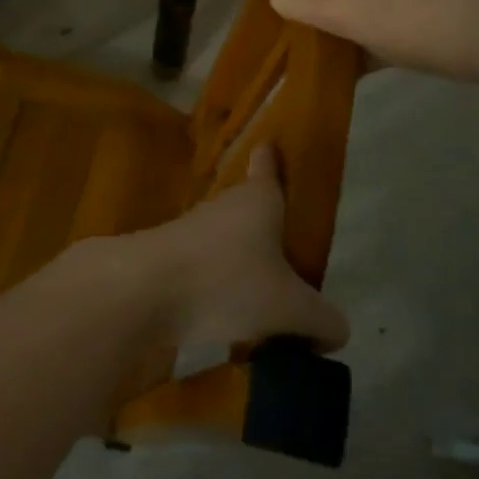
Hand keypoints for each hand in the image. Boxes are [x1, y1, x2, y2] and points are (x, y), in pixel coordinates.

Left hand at [67, 148, 347, 356]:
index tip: (266, 145)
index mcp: (257, 203)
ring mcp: (189, 234)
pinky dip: (218, 292)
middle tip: (286, 254)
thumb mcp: (292, 308)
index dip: (270, 162)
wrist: (143, 291)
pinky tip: (230, 326)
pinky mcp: (166, 263)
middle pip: (247, 211)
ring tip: (264, 305)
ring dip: (240, 267)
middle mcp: (222, 210)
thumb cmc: (227, 281)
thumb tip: (335, 332)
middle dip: (263, 229)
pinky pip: (203, 274)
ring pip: (224, 246)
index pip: (267, 172)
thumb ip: (322, 320)